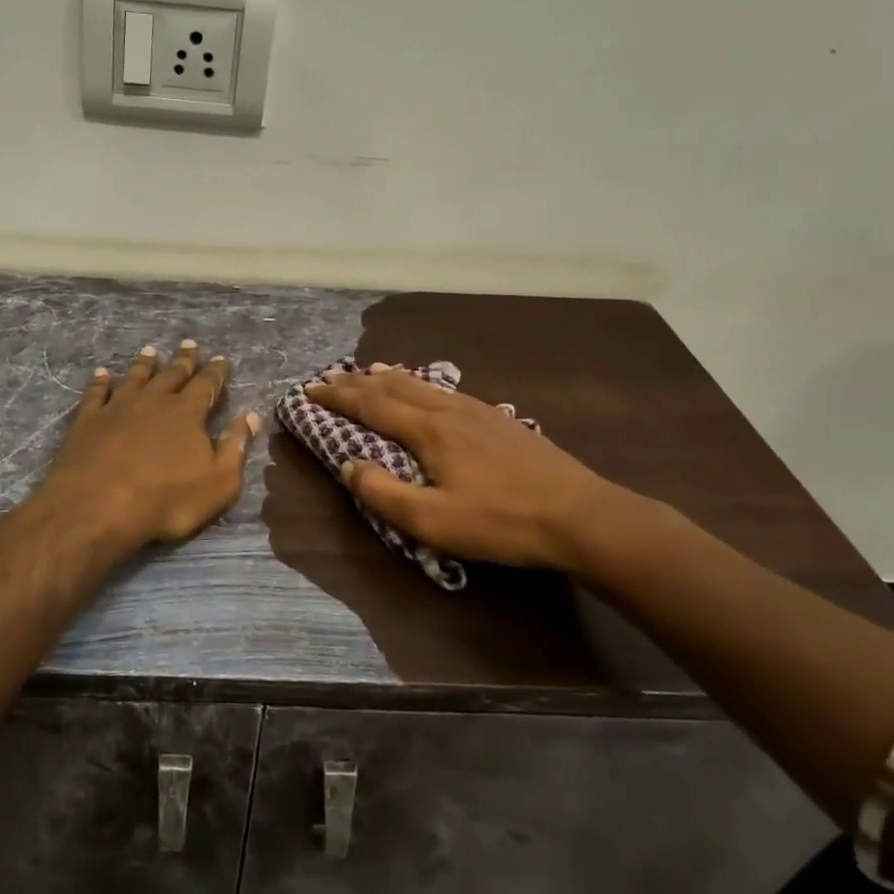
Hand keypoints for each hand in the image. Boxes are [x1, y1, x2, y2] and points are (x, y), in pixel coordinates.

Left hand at [41, 341, 260, 546]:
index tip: (222, 359)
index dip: (216, 372)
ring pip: (135, 377)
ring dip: (145, 364)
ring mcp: (117, 407)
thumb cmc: (166, 499)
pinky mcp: (88, 420)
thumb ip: (235, 447)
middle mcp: (153, 400)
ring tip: (151, 351)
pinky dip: (100, 381)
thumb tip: (250, 416)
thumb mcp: (218, 483)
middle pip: (172, 374)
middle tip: (190, 344)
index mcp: (187, 413)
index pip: (206, 385)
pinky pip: (96, 393)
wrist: (98, 505)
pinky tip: (101, 374)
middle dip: (184, 360)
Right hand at [304, 364, 619, 573]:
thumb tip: (347, 466)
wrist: (583, 517)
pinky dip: (422, 385)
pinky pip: (447, 391)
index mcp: (429, 430)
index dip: (338, 397)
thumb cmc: (502, 522)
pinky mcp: (501, 421)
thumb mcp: (434, 522)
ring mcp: (480, 411)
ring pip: (423, 384)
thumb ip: (383, 493)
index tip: (310, 390)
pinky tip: (430, 393)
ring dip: (390, 378)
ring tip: (372, 371)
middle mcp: (450, 410)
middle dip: (358, 382)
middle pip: (395, 386)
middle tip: (330, 377)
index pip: (372, 405)